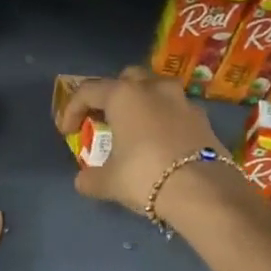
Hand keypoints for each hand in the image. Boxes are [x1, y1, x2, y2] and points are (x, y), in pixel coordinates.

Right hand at [56, 67, 230, 217]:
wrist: (202, 191)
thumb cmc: (145, 177)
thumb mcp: (109, 183)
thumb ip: (90, 179)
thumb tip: (83, 181)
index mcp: (124, 95)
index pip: (88, 91)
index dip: (71, 110)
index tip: (66, 132)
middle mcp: (154, 88)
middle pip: (126, 79)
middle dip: (112, 95)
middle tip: (105, 119)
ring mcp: (183, 101)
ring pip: (156, 90)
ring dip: (142, 104)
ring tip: (135, 129)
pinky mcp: (203, 119)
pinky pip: (176, 111)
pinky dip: (164, 120)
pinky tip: (161, 143)